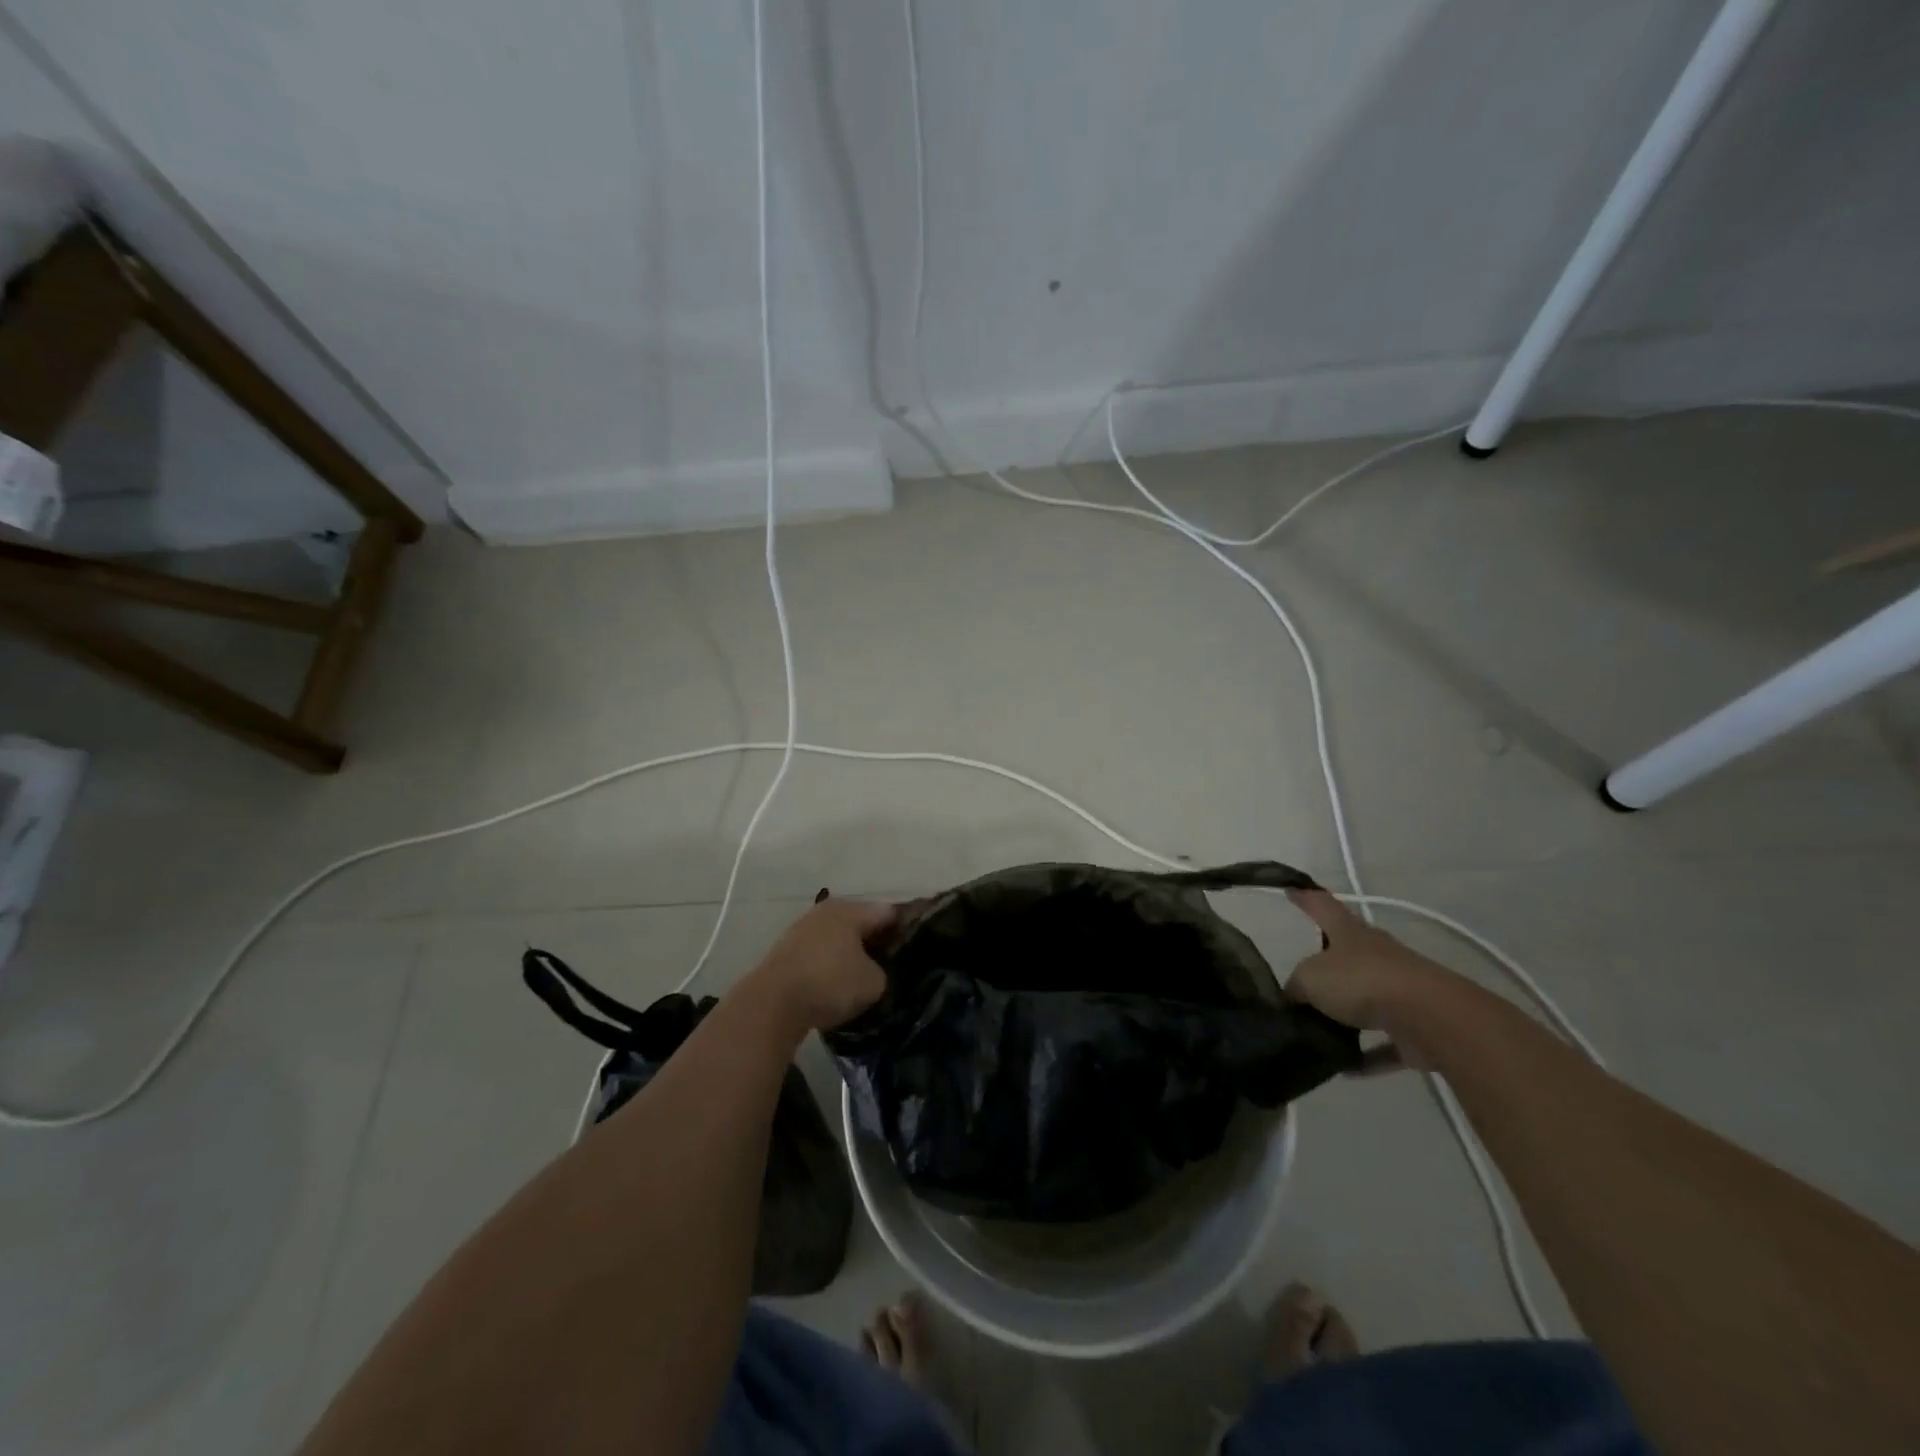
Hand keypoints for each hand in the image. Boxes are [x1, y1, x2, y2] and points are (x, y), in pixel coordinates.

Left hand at [747, 897, 894, 1034]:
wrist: (771, 1003)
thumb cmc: (829, 984)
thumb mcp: (873, 983)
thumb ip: (883, 972)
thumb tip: (876, 972)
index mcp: (851, 910)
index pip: (889, 913)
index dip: (905, 930)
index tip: (914, 950)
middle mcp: (827, 911)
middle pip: (861, 922)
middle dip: (876, 942)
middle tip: (891, 965)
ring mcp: (803, 928)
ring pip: (838, 937)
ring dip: (851, 953)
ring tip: (863, 977)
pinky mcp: (786, 950)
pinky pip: (819, 952)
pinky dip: (830, 964)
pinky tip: (835, 984)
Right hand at [1286, 889, 1459, 1066]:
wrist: (1431, 1018)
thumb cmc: (1361, 981)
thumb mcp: (1309, 979)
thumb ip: (1295, 988)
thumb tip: (1293, 999)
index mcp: (1349, 933)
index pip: (1321, 905)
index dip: (1304, 897)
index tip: (1290, 890)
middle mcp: (1376, 954)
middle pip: (1347, 952)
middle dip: (1327, 961)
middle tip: (1303, 977)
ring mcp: (1399, 989)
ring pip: (1367, 998)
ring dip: (1347, 1014)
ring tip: (1318, 1031)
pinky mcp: (1415, 1026)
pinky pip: (1384, 1042)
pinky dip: (1366, 1054)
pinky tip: (1344, 1069)